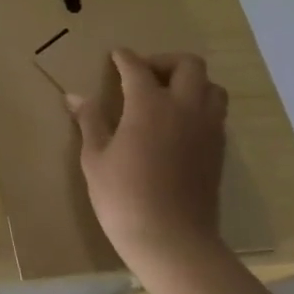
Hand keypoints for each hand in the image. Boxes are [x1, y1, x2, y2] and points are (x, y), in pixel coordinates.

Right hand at [68, 49, 227, 262]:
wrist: (171, 238)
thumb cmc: (122, 196)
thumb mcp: (94, 158)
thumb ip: (90, 121)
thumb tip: (76, 97)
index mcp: (150, 105)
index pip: (138, 68)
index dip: (124, 58)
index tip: (115, 55)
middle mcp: (185, 108)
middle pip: (188, 66)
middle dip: (164, 62)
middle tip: (142, 75)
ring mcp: (207, 129)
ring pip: (211, 87)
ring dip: (189, 83)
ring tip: (164, 97)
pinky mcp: (218, 150)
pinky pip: (214, 112)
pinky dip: (198, 105)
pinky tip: (176, 124)